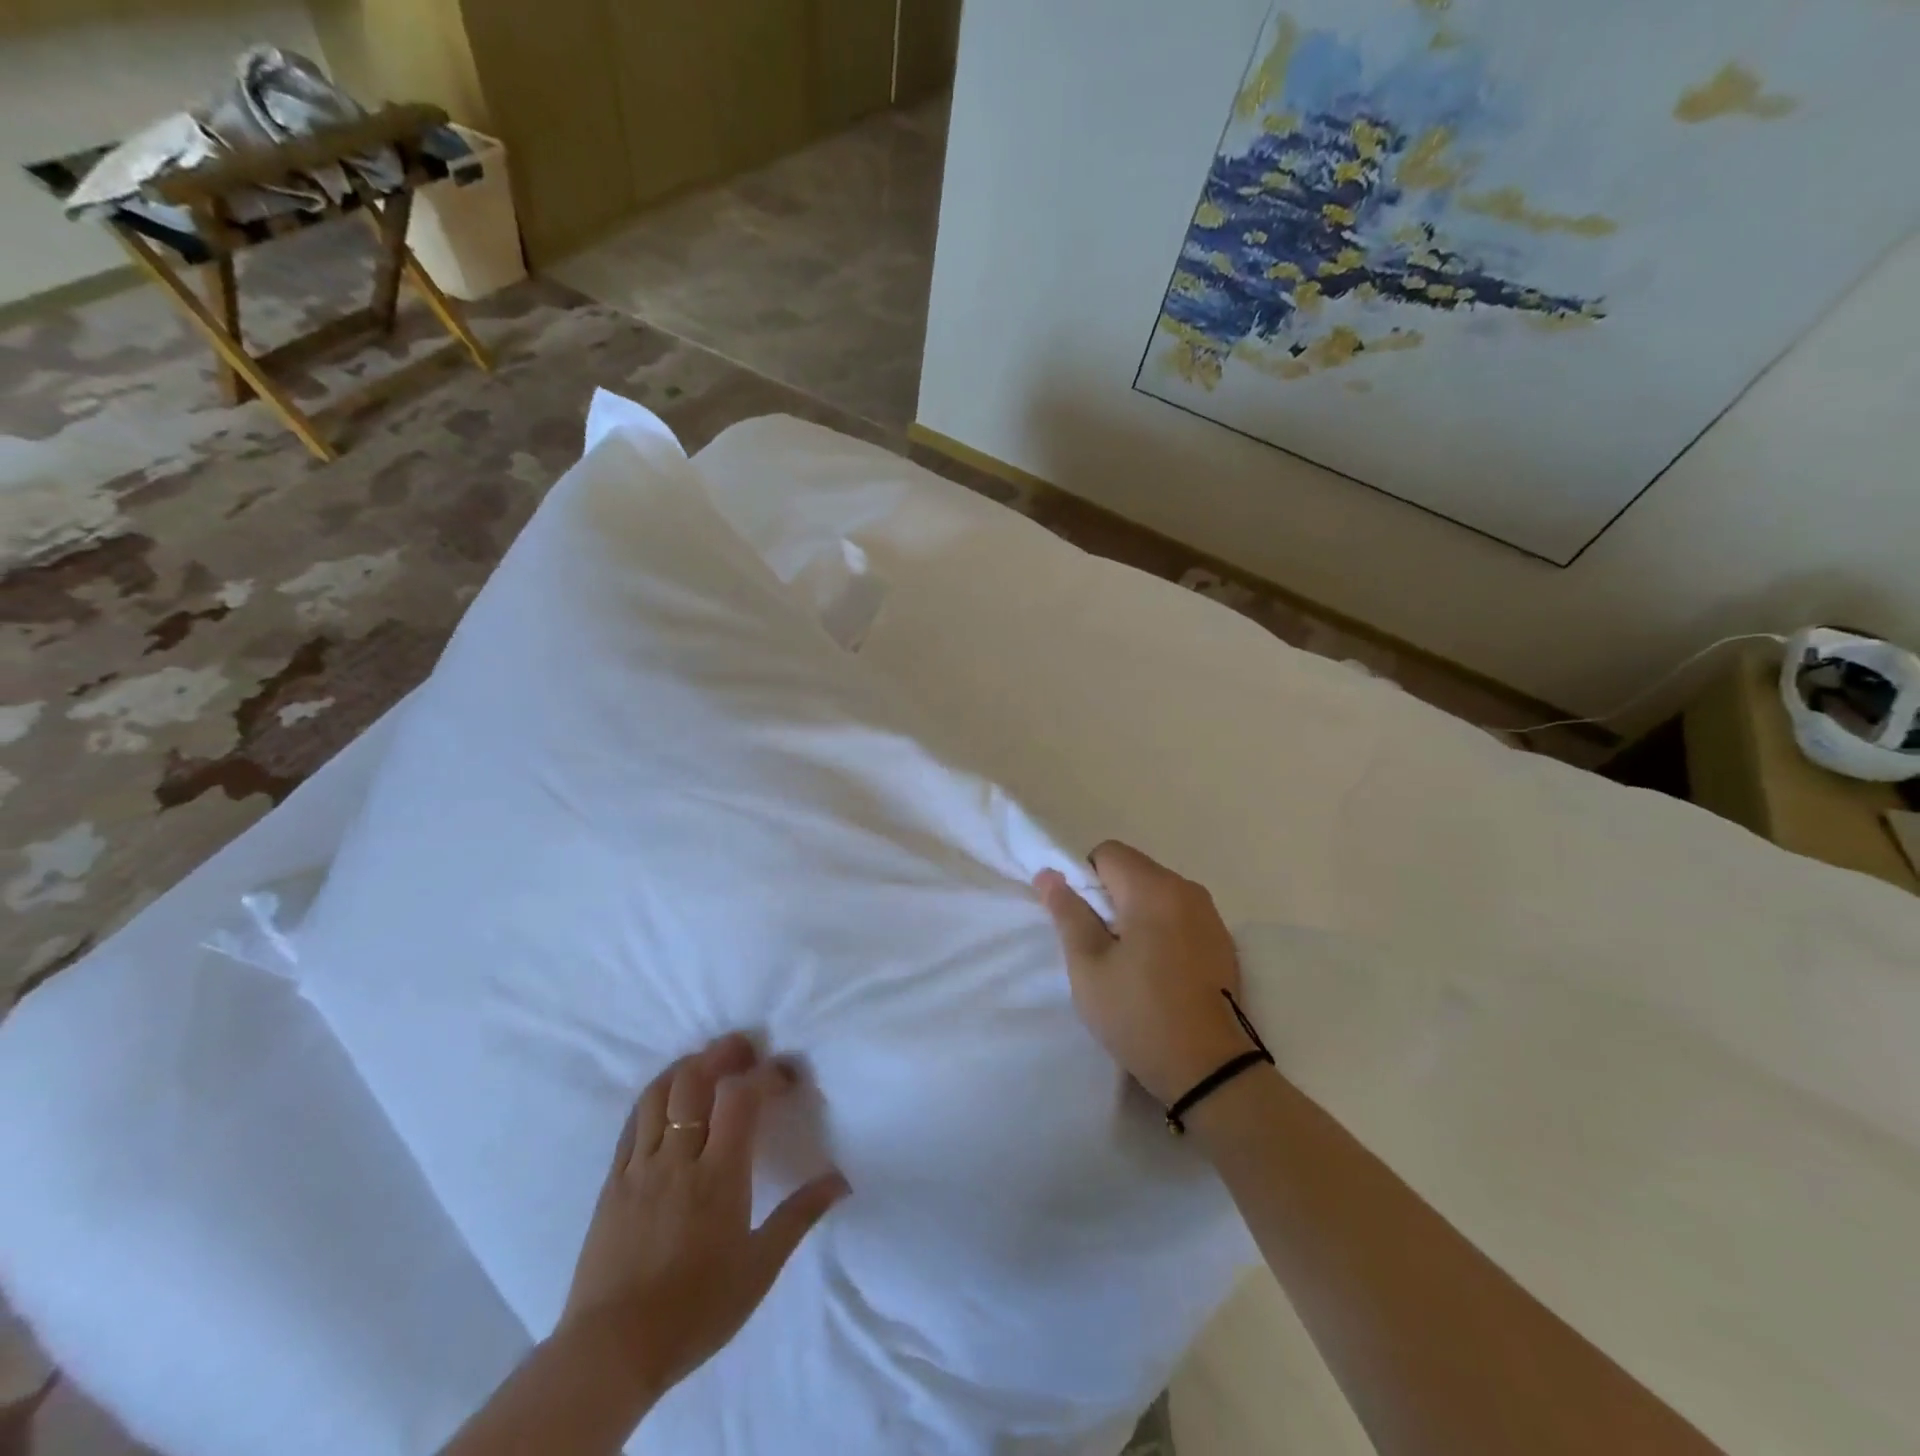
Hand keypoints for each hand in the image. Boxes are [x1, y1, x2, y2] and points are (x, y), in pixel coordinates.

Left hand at [558, 1033, 848, 1400]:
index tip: (787, 1073)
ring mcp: (640, 1168)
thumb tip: (841, 1180)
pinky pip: (631, 1124)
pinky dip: (653, 1098)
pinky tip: (666, 1099)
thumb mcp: (759, 1268)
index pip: (743, 1098)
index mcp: (718, 1175)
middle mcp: (678, 1158)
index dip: (766, 1074)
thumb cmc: (695, 1310)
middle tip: (744, 1048)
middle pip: (694, 1080)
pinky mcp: (612, 1183)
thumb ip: (800, 1216)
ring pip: (658, 1094)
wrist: (610, 1354)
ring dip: (685, 1067)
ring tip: (706, 1063)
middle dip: (722, 1054)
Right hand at [1036, 842, 1252, 1104]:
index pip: (1108, 853)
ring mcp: (1211, 916)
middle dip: (1110, 898)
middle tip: (1100, 947)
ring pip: (1158, 893)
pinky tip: (1158, 973)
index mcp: (1154, 889)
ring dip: (1136, 914)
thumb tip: (1049, 874)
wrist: (1211, 1071)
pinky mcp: (1223, 942)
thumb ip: (1068, 913)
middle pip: (1135, 870)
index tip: (1082, 922)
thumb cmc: (1139, 1014)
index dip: (1084, 879)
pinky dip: (1162, 930)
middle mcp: (1188, 890)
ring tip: (1129, 964)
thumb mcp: (1088, 966)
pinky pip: (1180, 916)